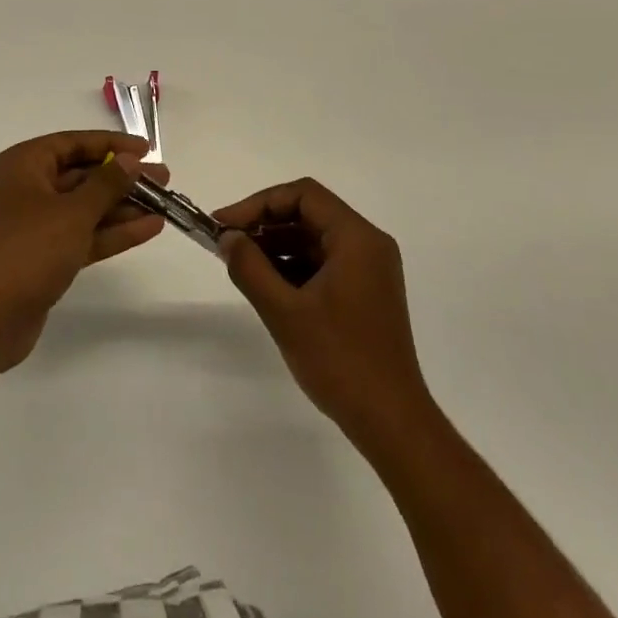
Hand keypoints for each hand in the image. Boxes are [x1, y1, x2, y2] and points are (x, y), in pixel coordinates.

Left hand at [0, 131, 165, 375]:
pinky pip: (85, 235)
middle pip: (83, 175)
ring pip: (87, 207)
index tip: (146, 150)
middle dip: (123, 178)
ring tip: (165, 205)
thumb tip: (130, 160)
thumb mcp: (72, 212)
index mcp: (25, 165)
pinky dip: (113, 232)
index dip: (111, 144)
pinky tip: (150, 228)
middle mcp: (29, 188)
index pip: (73, 143)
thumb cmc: (27, 250)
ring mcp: (37, 225)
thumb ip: (106, 184)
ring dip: (124, 207)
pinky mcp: (46, 257)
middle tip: (163, 179)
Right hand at [215, 178, 433, 446]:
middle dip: (265, 223)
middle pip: (309, 213)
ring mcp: (369, 270)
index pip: (304, 195)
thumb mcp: (285, 312)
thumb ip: (250, 268)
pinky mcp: (365, 293)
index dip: (259, 203)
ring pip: (315, 238)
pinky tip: (266, 283)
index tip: (225, 223)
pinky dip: (293, 266)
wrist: (391, 422)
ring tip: (239, 262)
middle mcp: (368, 245)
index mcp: (357, 238)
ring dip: (276, 245)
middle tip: (226, 241)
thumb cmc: (340, 361)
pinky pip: (324, 263)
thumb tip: (227, 238)